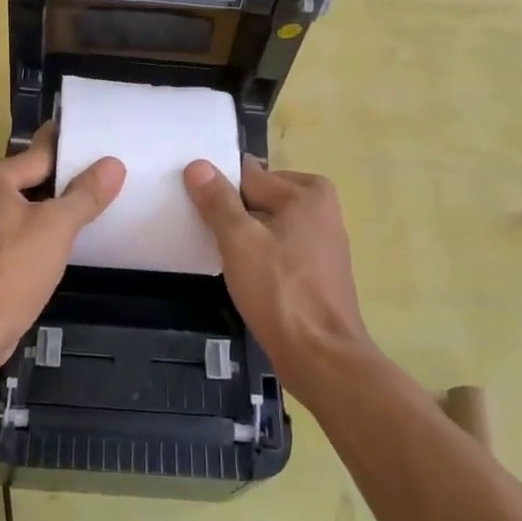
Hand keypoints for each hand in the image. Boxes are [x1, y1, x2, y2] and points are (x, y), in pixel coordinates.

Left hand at [0, 125, 123, 367]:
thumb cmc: (12, 269)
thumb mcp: (57, 226)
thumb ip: (85, 193)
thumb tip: (113, 164)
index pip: (34, 158)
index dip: (66, 155)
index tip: (87, 145)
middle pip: (19, 182)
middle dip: (50, 188)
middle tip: (89, 190)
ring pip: (8, 208)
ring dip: (35, 213)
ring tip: (73, 218)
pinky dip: (20, 233)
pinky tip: (44, 245)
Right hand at [183, 159, 377, 405]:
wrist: (321, 356)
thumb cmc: (280, 291)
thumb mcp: (239, 240)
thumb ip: (217, 201)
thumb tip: (198, 164)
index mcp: (307, 192)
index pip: (248, 176)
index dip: (220, 192)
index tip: (198, 210)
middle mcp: (321, 208)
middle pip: (259, 197)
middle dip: (233, 214)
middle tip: (208, 237)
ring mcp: (323, 241)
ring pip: (268, 224)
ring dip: (245, 237)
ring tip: (224, 258)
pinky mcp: (318, 269)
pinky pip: (280, 247)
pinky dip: (261, 255)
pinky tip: (245, 277)